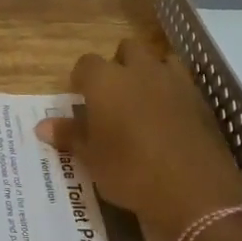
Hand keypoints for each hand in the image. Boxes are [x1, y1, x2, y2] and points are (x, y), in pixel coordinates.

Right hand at [35, 40, 241, 240]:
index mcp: (106, 81)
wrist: (195, 191)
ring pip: (158, 59)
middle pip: (126, 50)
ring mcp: (173, 81)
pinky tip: (170, 117)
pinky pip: (181, 82)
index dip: (82, 79)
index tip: (81, 97)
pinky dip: (173, 91)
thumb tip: (42, 126)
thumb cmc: (131, 173)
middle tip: (113, 97)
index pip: (86, 63)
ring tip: (144, 101)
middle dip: (119, 65)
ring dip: (149, 72)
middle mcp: (139, 70)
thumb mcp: (93, 159)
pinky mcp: (199, 98)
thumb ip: (70, 136)